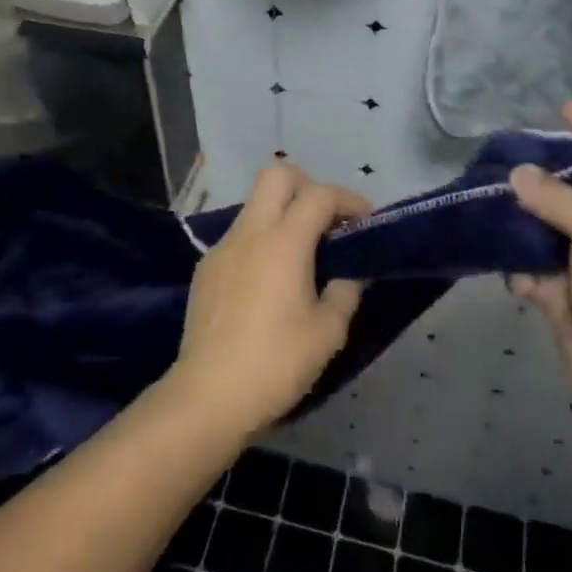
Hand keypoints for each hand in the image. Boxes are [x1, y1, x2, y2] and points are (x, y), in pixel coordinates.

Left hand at [165, 164, 369, 439]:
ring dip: (283, 212)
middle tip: (327, 221)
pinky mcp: (206, 268)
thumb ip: (346, 291)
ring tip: (303, 252)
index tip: (365, 222)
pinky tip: (270, 279)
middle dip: (308, 186)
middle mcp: (250, 232)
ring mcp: (223, 248)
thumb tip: (351, 272)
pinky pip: (240, 234)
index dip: (348, 199)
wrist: (208, 396)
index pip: (319, 194)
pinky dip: (262, 239)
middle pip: (277, 175)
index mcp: (283, 242)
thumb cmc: (276, 363)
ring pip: (255, 203)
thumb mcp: (328, 332)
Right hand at [509, 102, 571, 425]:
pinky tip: (513, 273)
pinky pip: (532, 266)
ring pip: (545, 228)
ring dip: (520, 221)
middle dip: (541, 175)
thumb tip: (519, 173)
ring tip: (487, 200)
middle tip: (504, 153)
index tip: (564, 107)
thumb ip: (558, 198)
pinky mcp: (562, 293)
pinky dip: (520, 268)